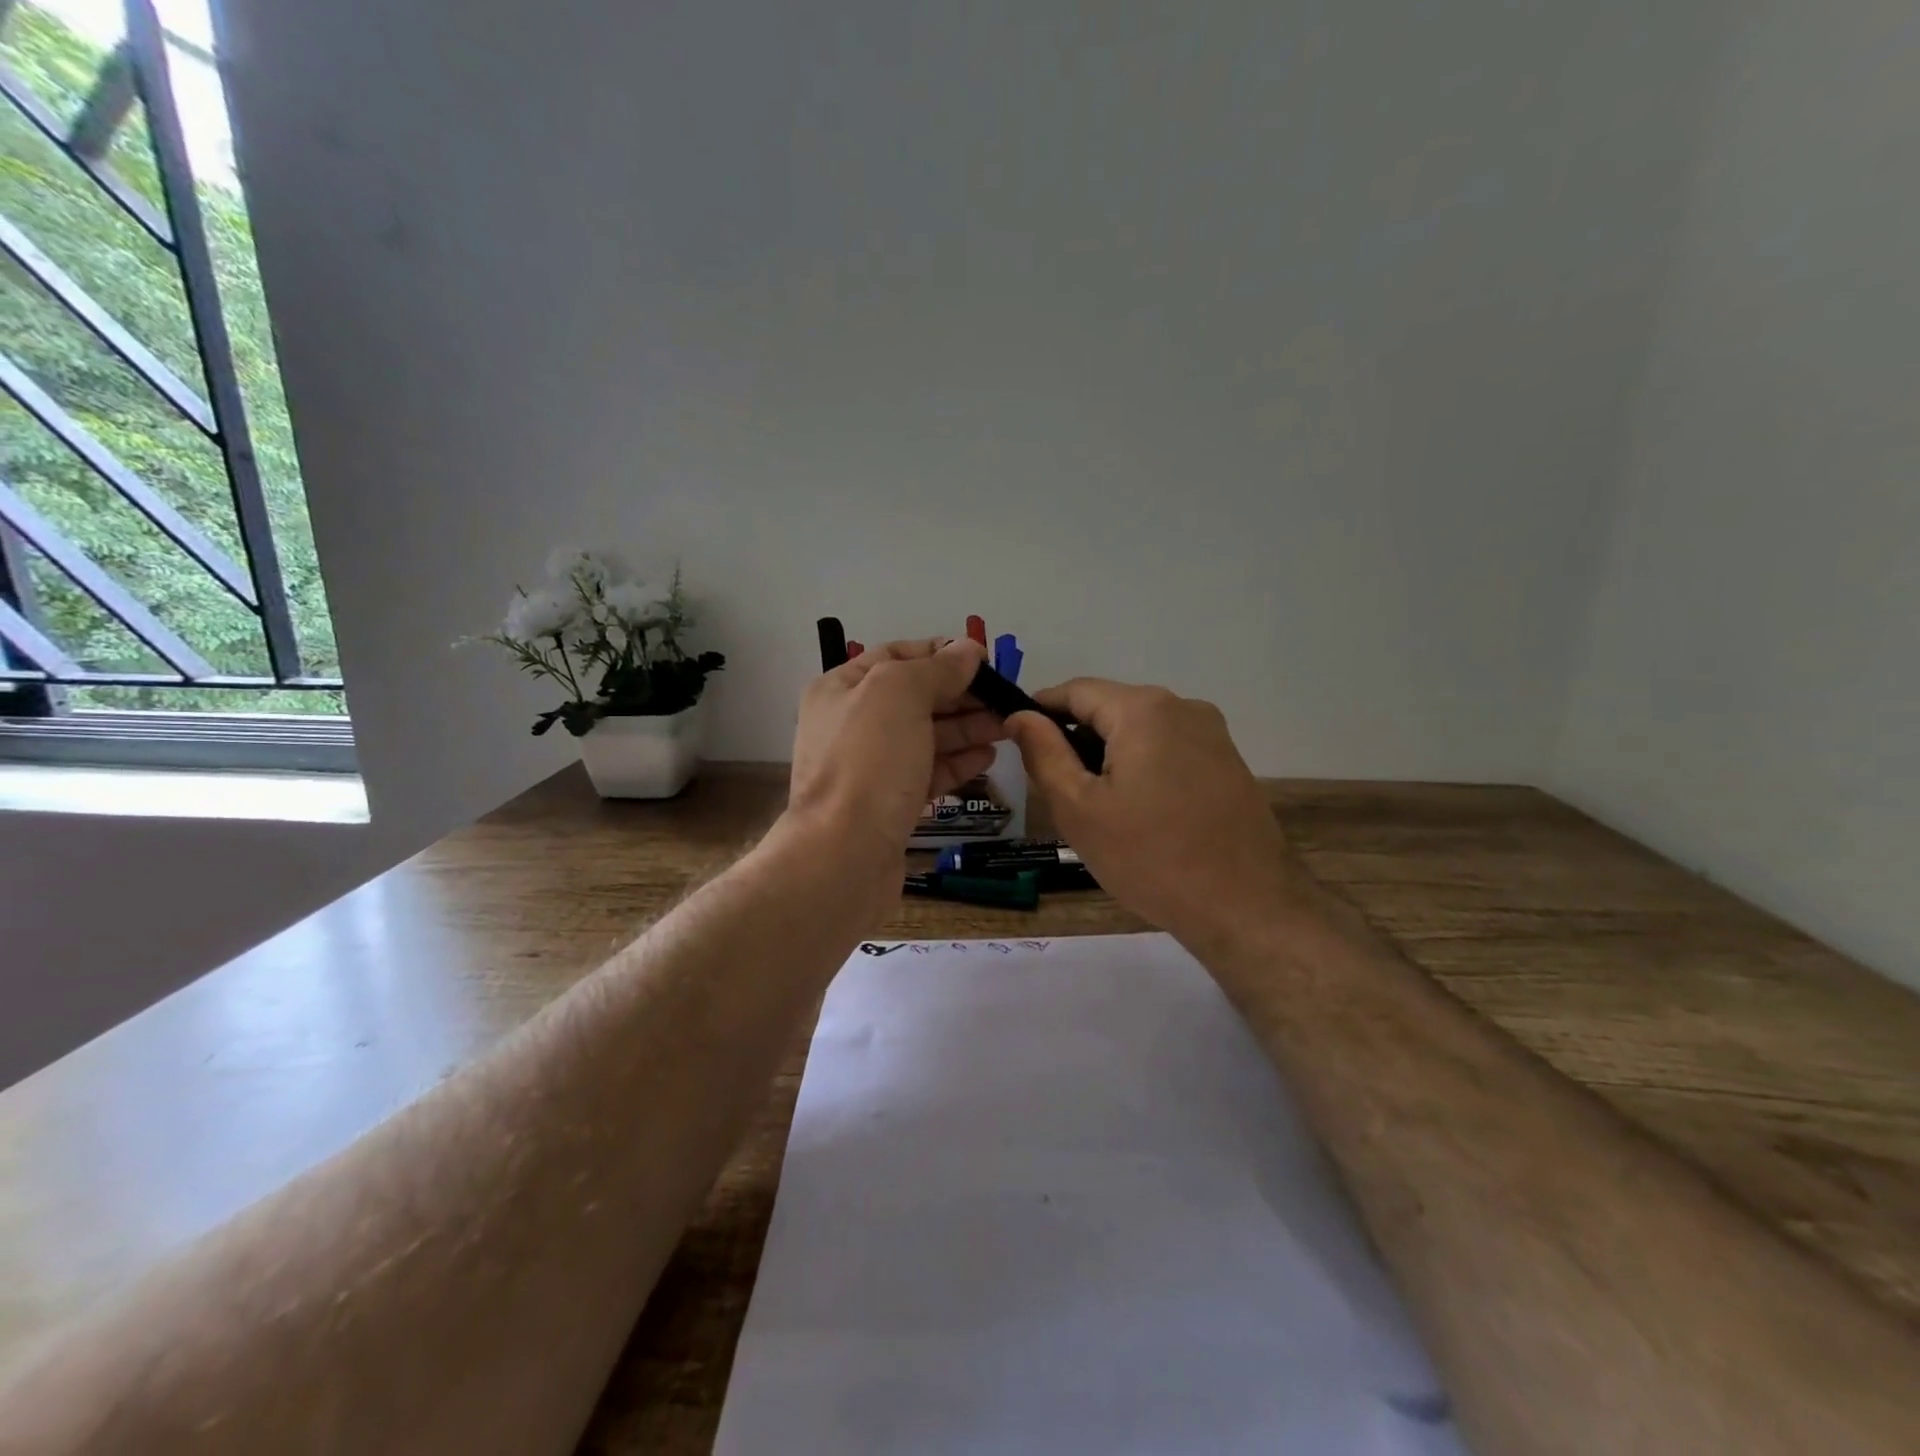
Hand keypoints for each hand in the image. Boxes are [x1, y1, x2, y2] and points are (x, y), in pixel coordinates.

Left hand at [787, 637, 1001, 869]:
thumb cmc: (869, 762)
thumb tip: (969, 650)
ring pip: (925, 737)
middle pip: (915, 697)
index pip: (896, 656)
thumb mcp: (900, 694)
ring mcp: (870, 767)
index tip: (984, 660)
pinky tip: (987, 757)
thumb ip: (937, 668)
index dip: (940, 653)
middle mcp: (851, 723)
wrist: (843, 855)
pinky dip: (957, 763)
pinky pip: (927, 773)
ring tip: (1007, 727)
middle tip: (1005, 698)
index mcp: (841, 688)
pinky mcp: (889, 804)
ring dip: (966, 728)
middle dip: (961, 694)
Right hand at [1005, 681, 1308, 946]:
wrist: (1246, 907)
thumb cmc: (1150, 857)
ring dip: (1109, 756)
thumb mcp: (1079, 808)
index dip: (1039, 710)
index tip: (1015, 739)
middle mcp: (1183, 706)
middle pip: (1110, 708)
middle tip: (1056, 790)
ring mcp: (1213, 734)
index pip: (1076, 690)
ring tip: (1095, 808)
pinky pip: (1169, 750)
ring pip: (1140, 731)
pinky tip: (1138, 814)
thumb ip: (1044, 753)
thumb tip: (1020, 716)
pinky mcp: (1228, 762)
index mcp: (1144, 709)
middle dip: (1076, 739)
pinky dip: (1142, 768)